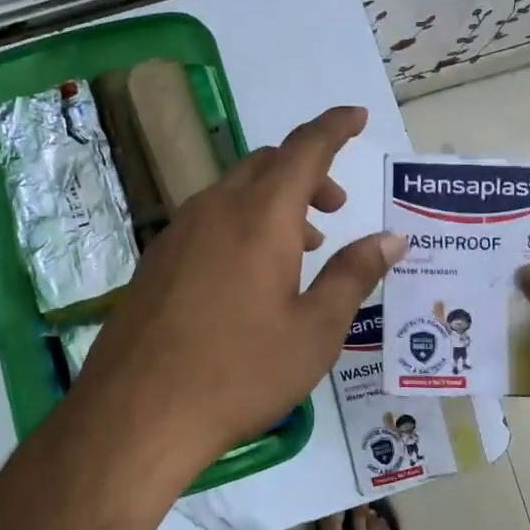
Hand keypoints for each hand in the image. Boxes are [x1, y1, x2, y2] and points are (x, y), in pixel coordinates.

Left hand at [71, 105, 403, 473]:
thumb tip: (391, 238)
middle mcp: (217, 208)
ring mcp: (179, 231)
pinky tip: (251, 274)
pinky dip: (243, 222)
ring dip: (275, 201)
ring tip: (301, 248)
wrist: (138, 413)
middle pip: (267, 163)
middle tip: (336, 209)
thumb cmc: (240, 372)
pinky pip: (210, 218)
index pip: (305, 148)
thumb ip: (354, 275)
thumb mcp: (315, 330)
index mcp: (261, 215)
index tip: (356, 116)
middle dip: (308, 172)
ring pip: (236, 190)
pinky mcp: (158, 258)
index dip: (335, 127)